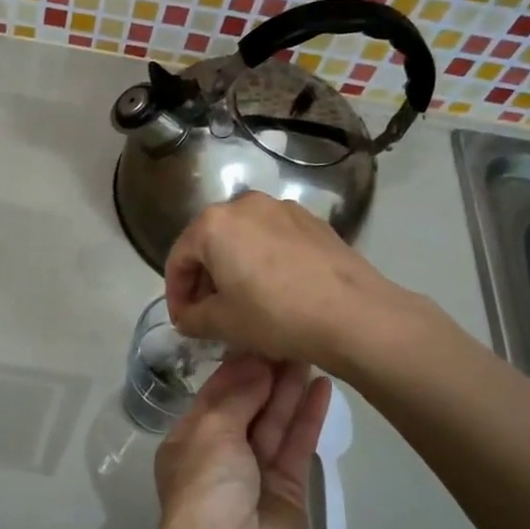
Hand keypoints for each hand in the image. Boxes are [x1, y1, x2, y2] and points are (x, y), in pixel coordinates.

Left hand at [150, 354, 330, 528]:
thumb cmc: (206, 485)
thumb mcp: (212, 430)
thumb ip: (237, 396)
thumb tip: (256, 364)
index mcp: (192, 438)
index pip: (217, 394)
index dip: (239, 367)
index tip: (262, 335)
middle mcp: (222, 452)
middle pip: (249, 405)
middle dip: (268, 374)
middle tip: (293, 338)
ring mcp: (257, 471)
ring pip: (275, 421)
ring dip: (291, 389)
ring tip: (311, 352)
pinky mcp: (289, 489)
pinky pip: (297, 445)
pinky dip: (308, 417)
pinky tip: (323, 387)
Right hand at [164, 192, 418, 368]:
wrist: (353, 315)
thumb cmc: (275, 316)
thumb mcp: (222, 324)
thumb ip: (192, 318)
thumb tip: (187, 317)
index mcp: (214, 224)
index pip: (178, 258)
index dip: (175, 294)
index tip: (183, 322)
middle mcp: (245, 204)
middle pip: (211, 243)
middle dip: (205, 279)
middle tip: (209, 314)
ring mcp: (284, 209)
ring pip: (244, 239)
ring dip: (235, 268)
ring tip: (243, 303)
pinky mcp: (314, 222)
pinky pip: (274, 240)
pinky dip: (265, 262)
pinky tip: (277, 292)